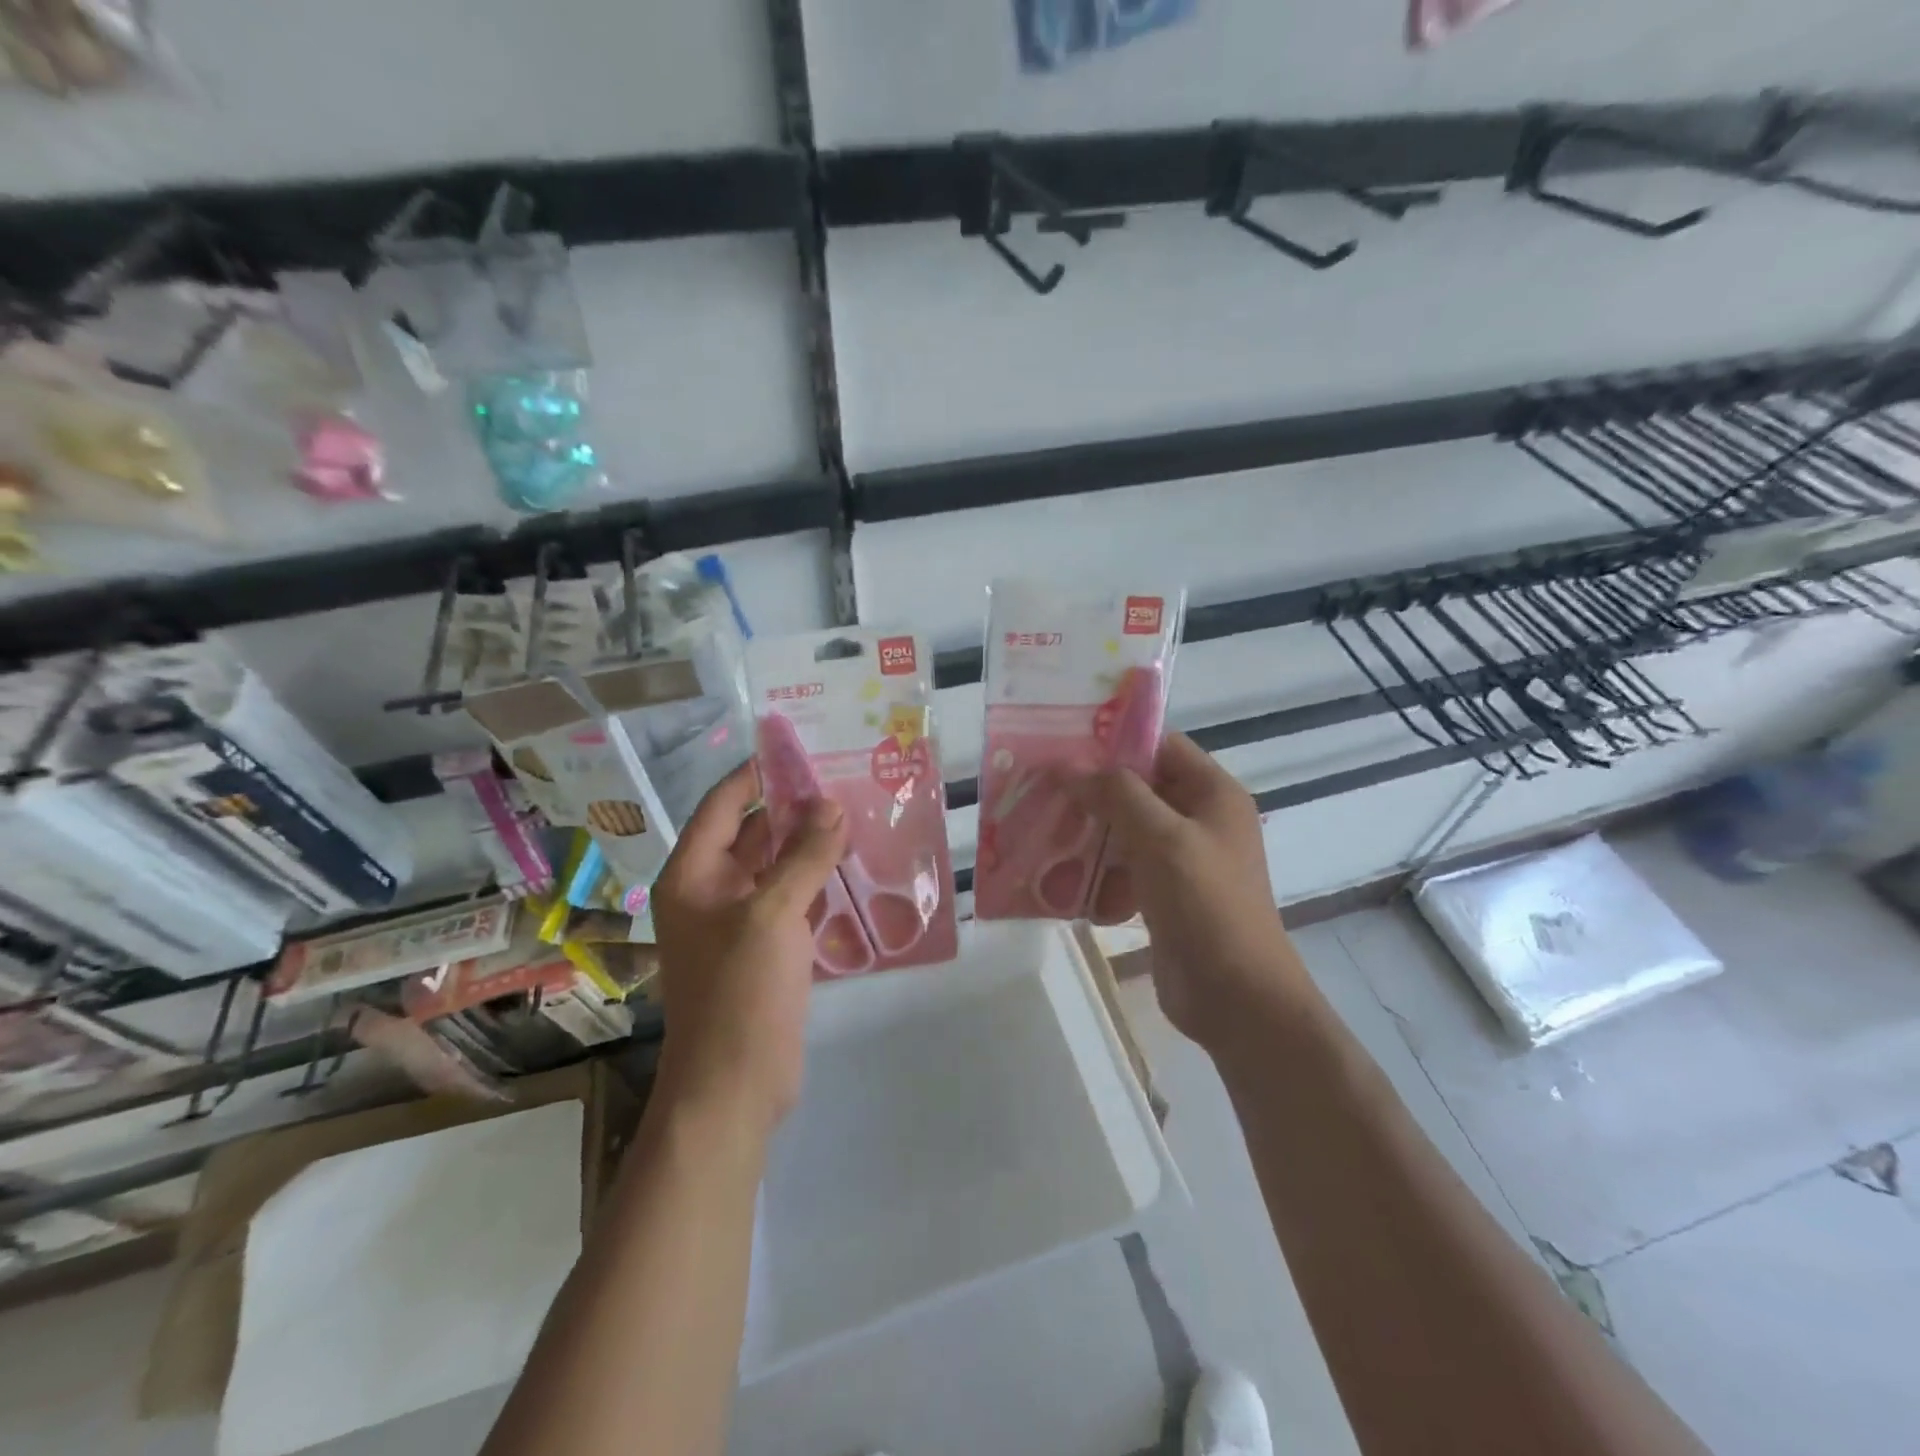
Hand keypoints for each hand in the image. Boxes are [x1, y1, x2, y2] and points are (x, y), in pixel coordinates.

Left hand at [650, 762, 846, 1134]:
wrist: (734, 1086)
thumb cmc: (740, 992)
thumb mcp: (773, 915)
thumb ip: (804, 856)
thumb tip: (831, 805)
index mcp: (693, 874)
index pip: (724, 805)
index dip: (758, 774)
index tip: (802, 750)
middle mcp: (711, 890)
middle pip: (752, 832)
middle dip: (794, 807)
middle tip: (844, 779)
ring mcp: (739, 921)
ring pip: (776, 866)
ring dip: (810, 844)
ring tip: (857, 814)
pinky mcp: (766, 947)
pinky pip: (791, 898)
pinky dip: (817, 880)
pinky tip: (854, 866)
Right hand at [1070, 734, 1308, 1051]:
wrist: (1236, 997)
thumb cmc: (1206, 904)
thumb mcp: (1161, 838)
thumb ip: (1116, 794)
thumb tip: (1068, 765)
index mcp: (1213, 794)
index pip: (1161, 747)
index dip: (1115, 743)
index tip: (1063, 746)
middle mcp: (1200, 820)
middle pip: (1139, 789)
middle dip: (1092, 792)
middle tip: (1041, 790)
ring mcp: (1184, 860)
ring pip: (1127, 831)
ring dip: (1089, 834)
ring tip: (1043, 834)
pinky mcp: (1166, 896)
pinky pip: (1126, 870)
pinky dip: (1099, 874)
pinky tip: (1065, 884)